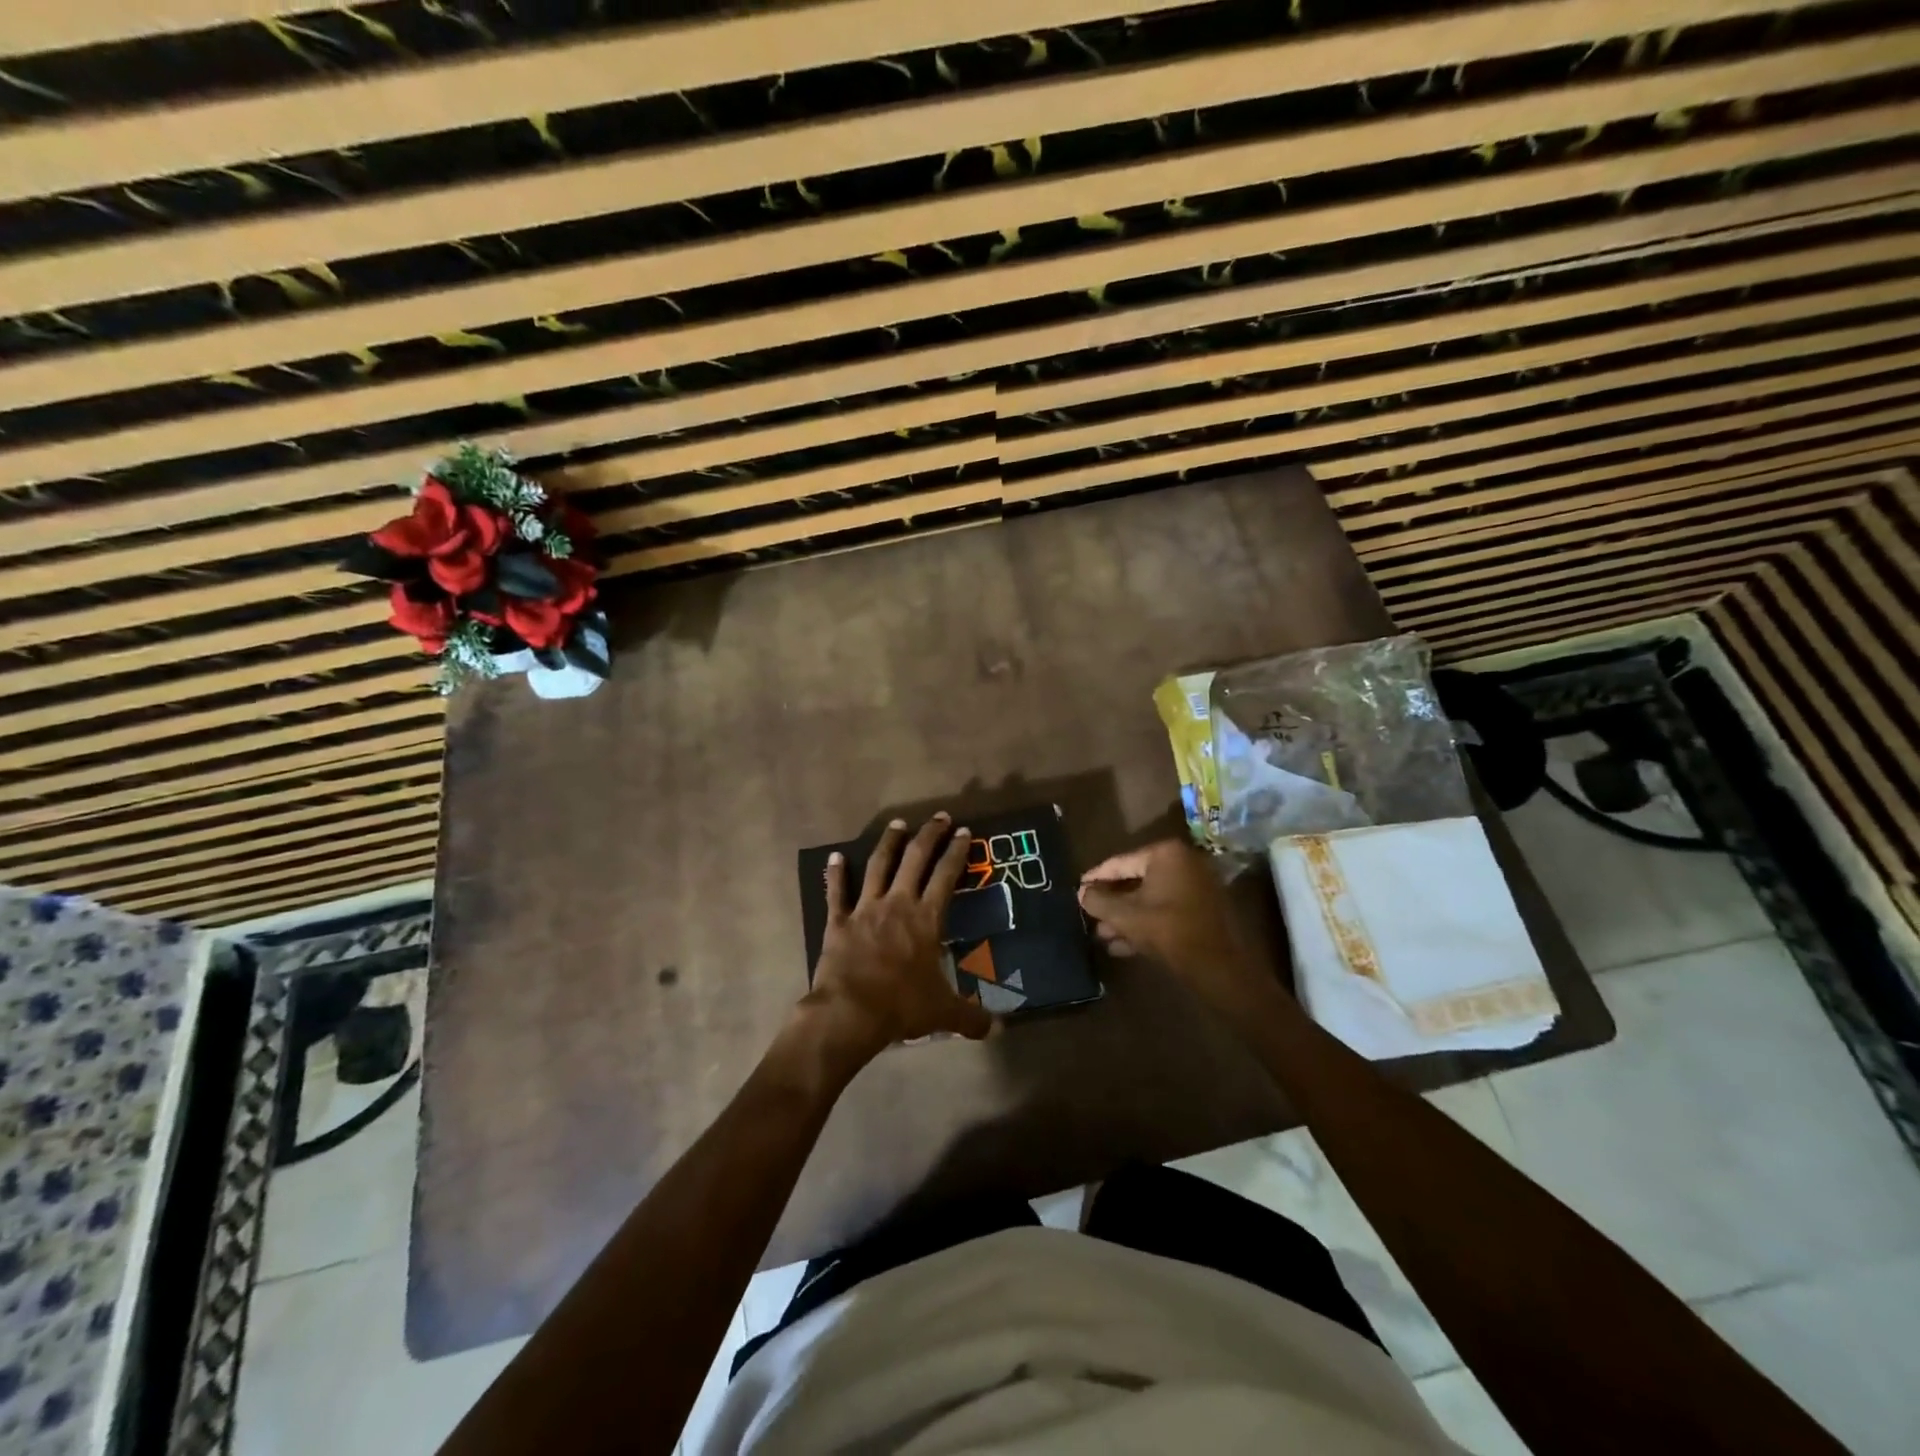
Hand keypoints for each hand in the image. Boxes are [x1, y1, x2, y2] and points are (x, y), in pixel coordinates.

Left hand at [807, 814, 993, 1056]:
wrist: (850, 1012)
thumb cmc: (902, 1006)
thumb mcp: (943, 1013)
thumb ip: (972, 1017)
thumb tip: (1000, 1028)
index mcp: (926, 919)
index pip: (946, 876)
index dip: (956, 852)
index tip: (964, 831)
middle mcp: (897, 904)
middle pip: (915, 860)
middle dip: (929, 835)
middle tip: (938, 817)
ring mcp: (865, 909)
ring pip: (878, 866)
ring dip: (889, 843)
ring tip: (897, 823)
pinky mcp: (838, 922)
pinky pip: (836, 893)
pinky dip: (836, 874)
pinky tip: (835, 856)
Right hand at [1078, 840, 1279, 1017]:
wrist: (1218, 967)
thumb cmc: (1168, 931)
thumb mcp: (1125, 916)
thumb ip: (1099, 901)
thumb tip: (1082, 892)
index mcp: (1165, 854)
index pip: (1120, 863)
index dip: (1095, 878)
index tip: (1076, 889)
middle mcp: (1183, 862)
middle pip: (1135, 880)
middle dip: (1112, 903)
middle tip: (1089, 916)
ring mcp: (1196, 885)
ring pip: (1150, 898)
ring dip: (1126, 917)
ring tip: (1103, 936)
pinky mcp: (1203, 908)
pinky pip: (1165, 909)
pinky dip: (1146, 923)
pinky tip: (1123, 945)